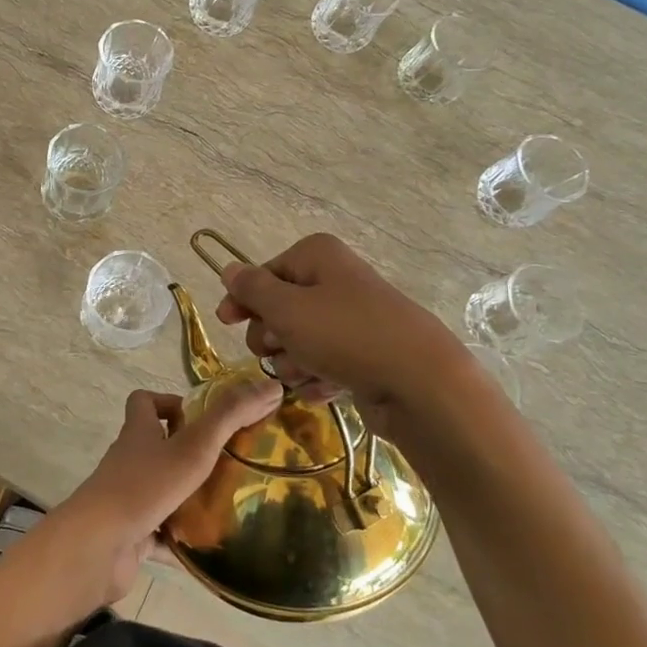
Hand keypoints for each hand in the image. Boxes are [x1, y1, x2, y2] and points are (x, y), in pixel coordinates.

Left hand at [44, 380, 279, 604]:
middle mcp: (130, 460)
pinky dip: (180, 537)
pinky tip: (208, 545)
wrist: (99, 545)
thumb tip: (271, 384)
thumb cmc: (146, 485)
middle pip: (155, 445)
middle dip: (189, 452)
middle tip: (228, 462)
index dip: (170, 403)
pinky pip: (159, 531)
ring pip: (160, 489)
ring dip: (188, 495)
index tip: (203, 418)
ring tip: (227, 501)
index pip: (144, 402)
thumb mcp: (195, 445)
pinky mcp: (130, 533)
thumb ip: (231, 415)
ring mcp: (128, 498)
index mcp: (139, 432)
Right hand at [213, 232, 460, 411]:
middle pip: (279, 309)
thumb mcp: (287, 309)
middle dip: (271, 336)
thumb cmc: (345, 335)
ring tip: (307, 373)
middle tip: (278, 350)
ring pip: (299, 341)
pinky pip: (324, 364)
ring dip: (293, 362)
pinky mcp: (365, 355)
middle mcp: (334, 281)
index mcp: (316, 257)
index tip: (227, 323)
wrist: (420, 383)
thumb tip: (228, 268)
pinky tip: (324, 389)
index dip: (242, 299)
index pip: (263, 273)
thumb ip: (252, 289)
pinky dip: (318, 378)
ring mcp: (352, 319)